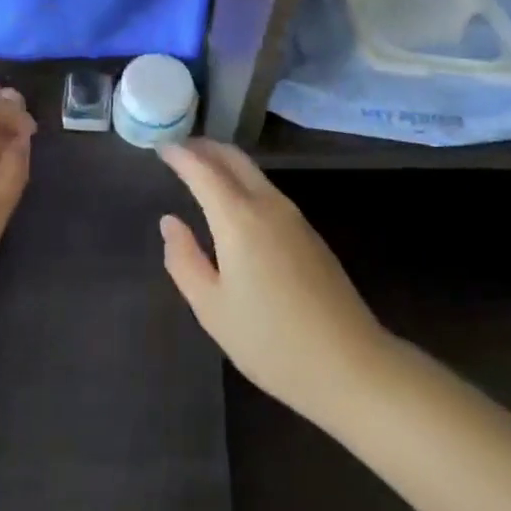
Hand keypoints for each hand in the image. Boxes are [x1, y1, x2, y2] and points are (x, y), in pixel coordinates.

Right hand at [157, 140, 391, 425]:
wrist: (350, 364)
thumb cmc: (271, 341)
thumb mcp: (212, 308)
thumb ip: (184, 260)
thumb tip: (170, 222)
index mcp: (238, 218)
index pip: (203, 170)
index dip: (180, 155)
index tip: (161, 147)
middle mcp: (267, 204)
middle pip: (233, 159)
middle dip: (205, 148)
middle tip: (179, 150)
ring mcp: (293, 215)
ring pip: (253, 172)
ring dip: (225, 162)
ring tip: (201, 170)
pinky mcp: (308, 231)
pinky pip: (267, 190)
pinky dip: (242, 181)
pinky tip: (233, 202)